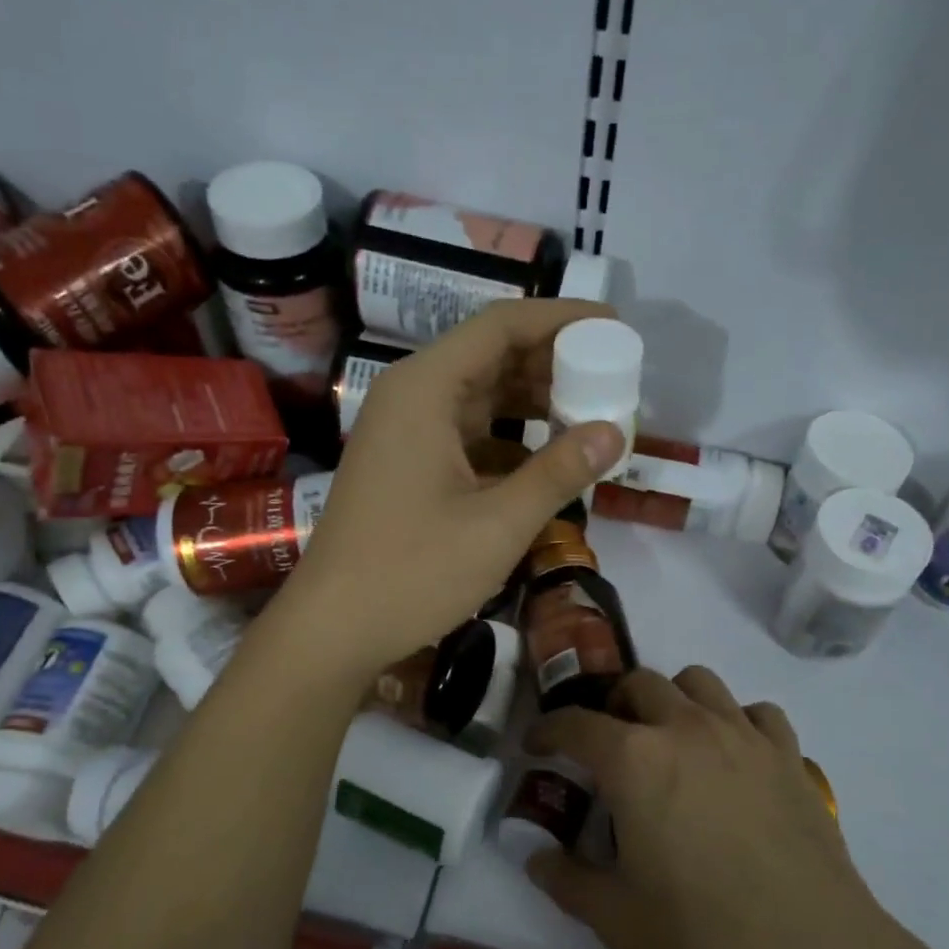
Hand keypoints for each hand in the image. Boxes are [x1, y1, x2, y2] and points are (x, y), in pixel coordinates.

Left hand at [282, 299, 625, 674]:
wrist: (333, 628)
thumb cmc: (412, 572)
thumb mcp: (498, 524)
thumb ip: (559, 472)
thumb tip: (615, 432)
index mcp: (425, 389)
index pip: (501, 326)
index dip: (561, 320)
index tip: (615, 327)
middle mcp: (410, 396)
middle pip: (490, 356)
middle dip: (553, 362)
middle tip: (613, 377)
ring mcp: (404, 432)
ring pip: (480, 396)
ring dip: (534, 402)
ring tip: (592, 413)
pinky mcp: (406, 464)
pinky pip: (467, 432)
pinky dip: (509, 437)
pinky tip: (548, 458)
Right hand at [525, 666, 938, 948]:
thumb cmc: (703, 936)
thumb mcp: (617, 918)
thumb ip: (567, 880)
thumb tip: (536, 858)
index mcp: (634, 760)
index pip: (575, 723)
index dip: (548, 729)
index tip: (537, 744)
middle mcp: (685, 728)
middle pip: (638, 683)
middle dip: (614, 706)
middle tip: (610, 746)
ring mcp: (742, 735)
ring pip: (698, 681)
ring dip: (673, 699)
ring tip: (671, 740)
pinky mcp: (788, 754)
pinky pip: (756, 712)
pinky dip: (737, 721)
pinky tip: (735, 757)